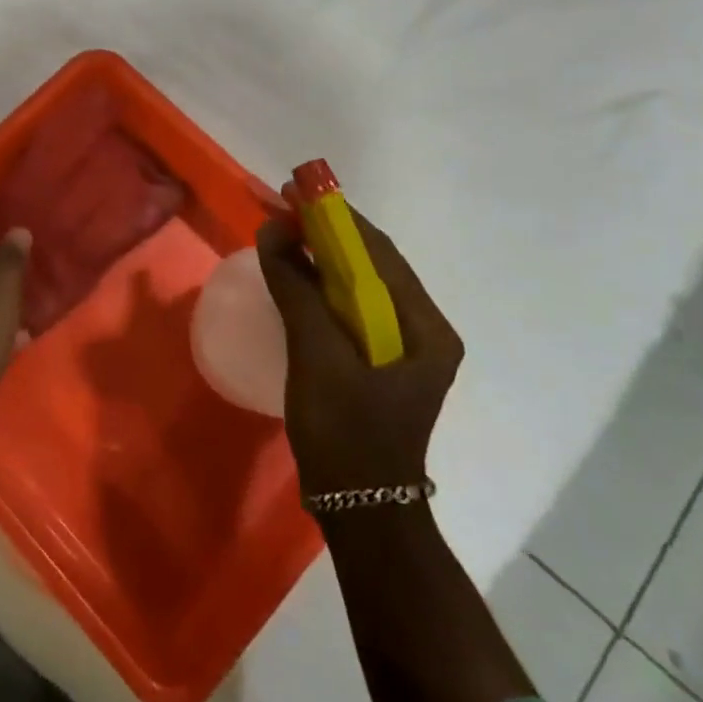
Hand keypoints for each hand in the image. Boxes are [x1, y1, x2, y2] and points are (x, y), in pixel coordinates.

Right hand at [255, 209, 462, 496]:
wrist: (358, 510)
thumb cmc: (345, 432)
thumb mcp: (318, 356)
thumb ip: (297, 289)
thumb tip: (275, 229)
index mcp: (427, 329)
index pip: (380, 253)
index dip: (336, 218)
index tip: (294, 191)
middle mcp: (423, 331)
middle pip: (371, 265)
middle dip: (326, 233)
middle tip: (281, 207)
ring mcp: (401, 349)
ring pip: (357, 286)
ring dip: (320, 257)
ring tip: (280, 231)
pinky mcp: (377, 363)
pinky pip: (348, 309)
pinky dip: (319, 286)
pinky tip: (292, 276)